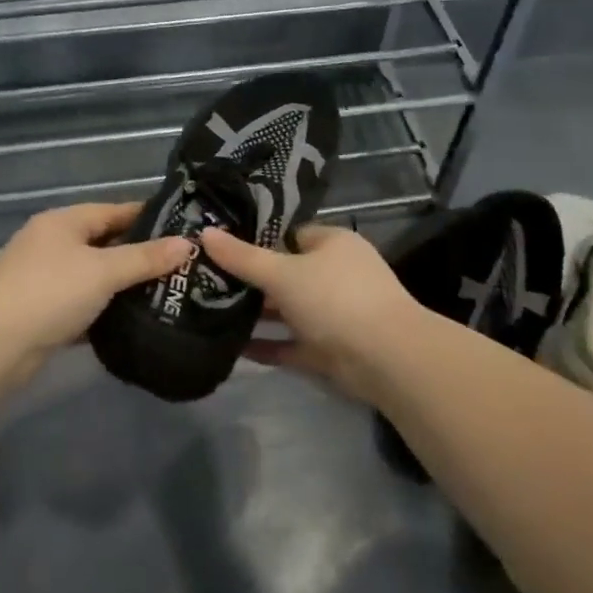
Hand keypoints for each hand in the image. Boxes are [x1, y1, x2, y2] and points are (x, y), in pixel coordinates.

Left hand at [0, 202, 191, 389]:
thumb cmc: (49, 292)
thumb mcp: (103, 271)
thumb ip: (145, 258)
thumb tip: (188, 244)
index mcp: (64, 222)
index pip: (115, 211)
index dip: (149, 218)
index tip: (185, 229)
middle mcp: (53, 244)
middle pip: (105, 244)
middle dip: (141, 255)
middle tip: (183, 267)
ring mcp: (46, 280)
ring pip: (95, 277)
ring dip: (124, 286)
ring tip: (168, 294)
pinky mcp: (44, 314)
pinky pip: (84, 306)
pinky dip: (106, 312)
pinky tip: (135, 322)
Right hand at [200, 223, 426, 402]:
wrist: (388, 359)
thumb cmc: (335, 298)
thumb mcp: (282, 273)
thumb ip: (242, 257)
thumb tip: (205, 233)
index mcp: (332, 244)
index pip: (290, 234)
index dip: (258, 239)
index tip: (222, 247)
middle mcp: (336, 274)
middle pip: (287, 273)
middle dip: (253, 280)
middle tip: (209, 281)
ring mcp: (336, 314)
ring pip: (289, 310)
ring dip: (259, 314)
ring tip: (212, 312)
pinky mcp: (333, 350)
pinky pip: (293, 344)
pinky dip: (269, 346)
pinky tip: (234, 348)